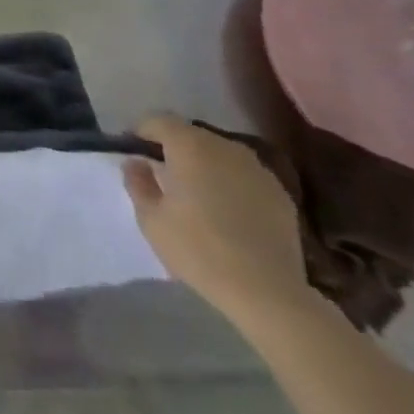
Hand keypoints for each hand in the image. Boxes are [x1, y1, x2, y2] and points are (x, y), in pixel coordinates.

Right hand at [123, 113, 310, 329]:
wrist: (267, 292)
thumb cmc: (199, 250)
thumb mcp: (151, 219)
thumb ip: (138, 182)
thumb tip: (136, 162)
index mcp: (190, 146)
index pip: (158, 121)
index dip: (141, 132)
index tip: (133, 152)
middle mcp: (225, 147)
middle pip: (191, 135)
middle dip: (173, 149)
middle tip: (162, 176)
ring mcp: (258, 169)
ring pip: (220, 155)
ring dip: (204, 165)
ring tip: (197, 194)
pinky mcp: (280, 194)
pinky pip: (244, 176)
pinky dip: (231, 184)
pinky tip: (228, 213)